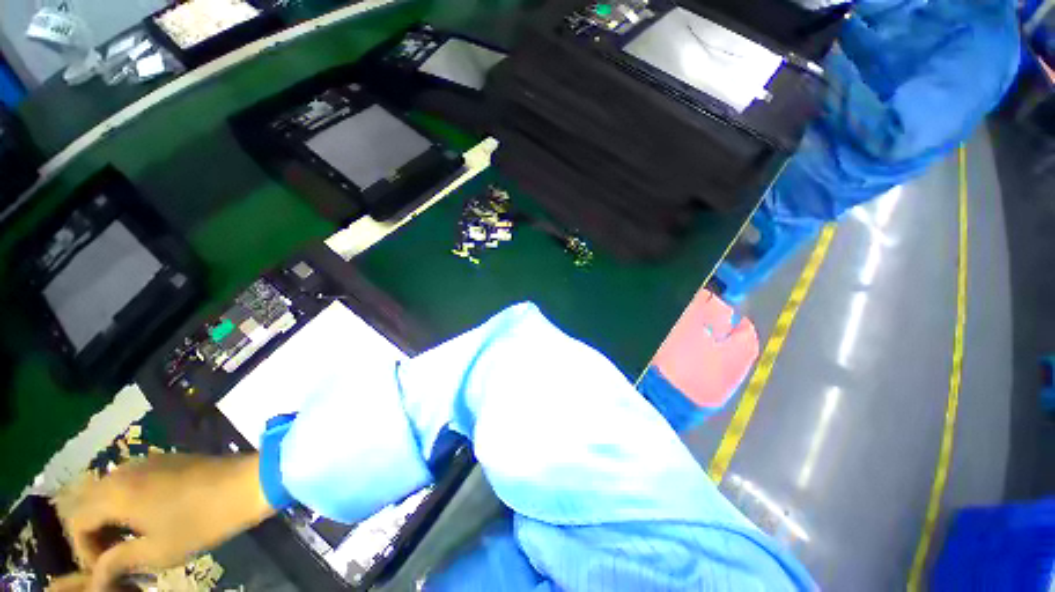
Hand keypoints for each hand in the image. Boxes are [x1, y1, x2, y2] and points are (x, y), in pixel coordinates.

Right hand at [49, 453, 274, 591]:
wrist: (247, 483)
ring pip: (109, 492)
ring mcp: (146, 461)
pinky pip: (131, 482)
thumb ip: (118, 561)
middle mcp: (123, 471)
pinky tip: (146, 522)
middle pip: (89, 504)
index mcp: (114, 492)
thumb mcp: (157, 551)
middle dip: (95, 535)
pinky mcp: (165, 460)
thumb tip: (96, 577)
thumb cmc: (201, 521)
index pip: (76, 522)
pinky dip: (127, 504)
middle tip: (115, 560)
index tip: (103, 571)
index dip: (84, 551)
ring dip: (111, 520)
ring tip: (130, 545)